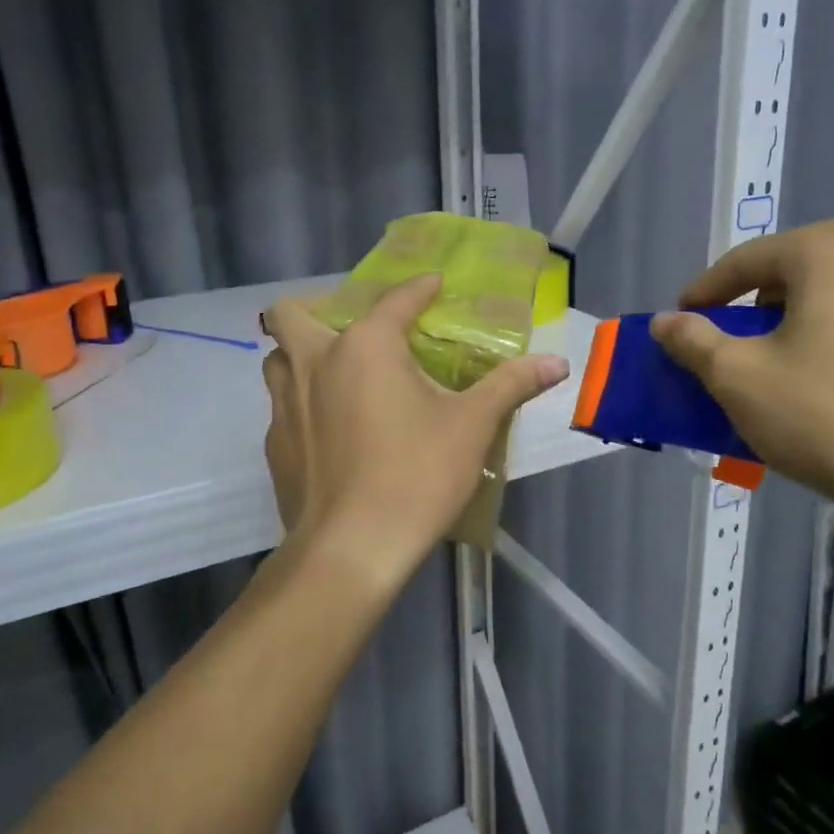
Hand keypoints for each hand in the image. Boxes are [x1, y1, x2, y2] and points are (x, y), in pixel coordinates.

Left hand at [261, 275, 568, 593]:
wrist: (352, 548)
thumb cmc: (417, 475)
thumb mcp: (472, 426)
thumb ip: (511, 385)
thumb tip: (558, 362)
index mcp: (365, 346)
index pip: (395, 300)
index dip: (419, 288)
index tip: (435, 285)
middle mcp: (314, 362)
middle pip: (290, 314)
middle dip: (316, 310)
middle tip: (354, 332)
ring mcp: (285, 405)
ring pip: (277, 359)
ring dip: (299, 355)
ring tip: (335, 374)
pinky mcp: (275, 445)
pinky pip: (280, 407)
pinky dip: (300, 404)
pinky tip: (329, 430)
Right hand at [651, 218, 833, 558]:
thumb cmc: (831, 418)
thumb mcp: (740, 380)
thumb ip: (694, 341)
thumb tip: (664, 322)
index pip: (749, 261)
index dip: (707, 291)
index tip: (684, 318)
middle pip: (807, 273)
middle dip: (767, 307)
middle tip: (745, 348)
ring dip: (821, 322)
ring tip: (806, 370)